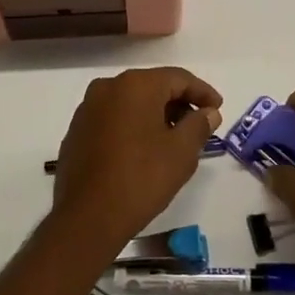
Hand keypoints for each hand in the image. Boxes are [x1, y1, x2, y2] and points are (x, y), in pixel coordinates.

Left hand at [50, 68, 222, 255]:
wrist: (86, 217)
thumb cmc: (140, 178)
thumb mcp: (181, 153)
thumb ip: (198, 125)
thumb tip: (208, 112)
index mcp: (135, 85)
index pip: (178, 78)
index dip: (202, 92)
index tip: (218, 109)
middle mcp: (108, 87)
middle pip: (152, 86)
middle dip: (178, 103)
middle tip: (199, 124)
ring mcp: (88, 108)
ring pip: (131, 102)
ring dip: (155, 114)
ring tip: (174, 138)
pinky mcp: (77, 130)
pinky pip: (113, 118)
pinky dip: (133, 125)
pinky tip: (144, 149)